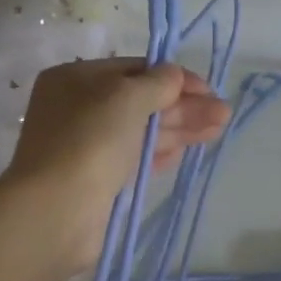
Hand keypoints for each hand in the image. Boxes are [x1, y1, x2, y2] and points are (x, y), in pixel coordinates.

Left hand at [4, 58, 231, 268]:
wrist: (57, 210)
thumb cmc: (89, 142)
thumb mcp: (126, 98)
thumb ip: (157, 83)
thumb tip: (174, 75)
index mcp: (75, 79)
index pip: (133, 69)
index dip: (173, 77)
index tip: (208, 89)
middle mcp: (79, 109)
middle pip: (140, 101)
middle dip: (183, 105)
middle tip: (223, 114)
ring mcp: (87, 146)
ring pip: (141, 131)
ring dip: (180, 128)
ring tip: (218, 129)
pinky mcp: (98, 179)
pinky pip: (134, 159)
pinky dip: (161, 153)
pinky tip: (187, 152)